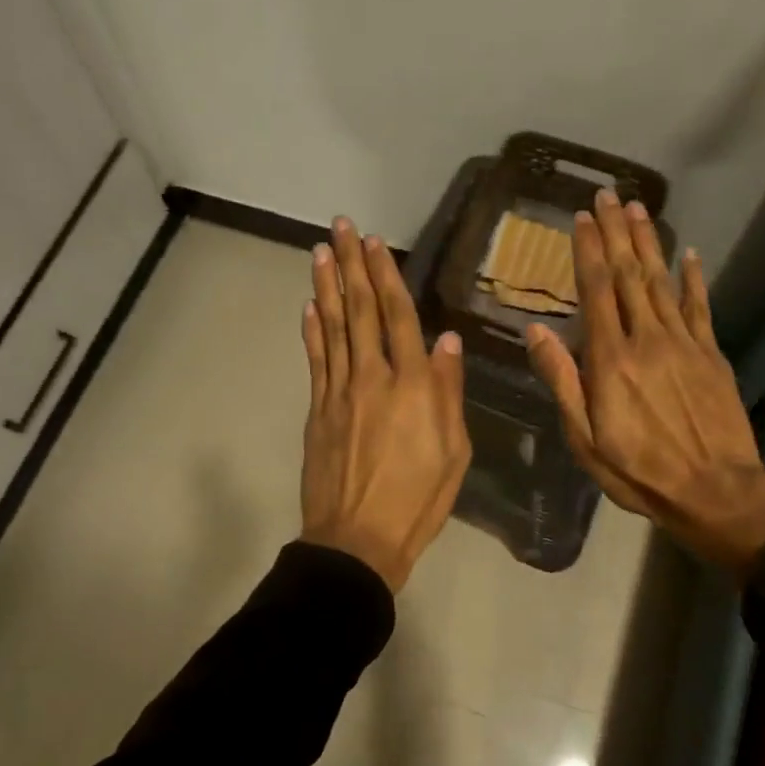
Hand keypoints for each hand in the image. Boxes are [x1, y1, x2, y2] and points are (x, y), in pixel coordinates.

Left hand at [300, 219, 470, 591]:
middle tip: (342, 227)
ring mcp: (339, 393)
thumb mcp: (454, 452)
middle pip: (361, 312)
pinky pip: (315, 360)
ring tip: (321, 251)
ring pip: (333, 329)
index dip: (387, 277)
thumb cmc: (418, 500)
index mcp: (414, 387)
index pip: (399, 318)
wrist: (358, 538)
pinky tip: (310, 306)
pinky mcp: (318, 411)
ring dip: (326, 286)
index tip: (376, 243)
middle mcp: (373, 378)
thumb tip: (447, 341)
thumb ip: (449, 392)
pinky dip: (312, 330)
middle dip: (352, 266)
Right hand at [524, 190, 764, 578]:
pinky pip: (699, 306)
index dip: (586, 252)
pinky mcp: (711, 354)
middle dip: (614, 234)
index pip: (595, 293)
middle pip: (628, 276)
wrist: (714, 490)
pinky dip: (692, 278)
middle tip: (606, 197)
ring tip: (636, 209)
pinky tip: (687, 254)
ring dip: (647, 243)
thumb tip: (536, 331)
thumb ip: (562, 381)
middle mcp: (646, 340)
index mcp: (610, 361)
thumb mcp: (584, 438)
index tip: (580, 219)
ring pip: (661, 282)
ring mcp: (684, 343)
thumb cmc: (638, 470)